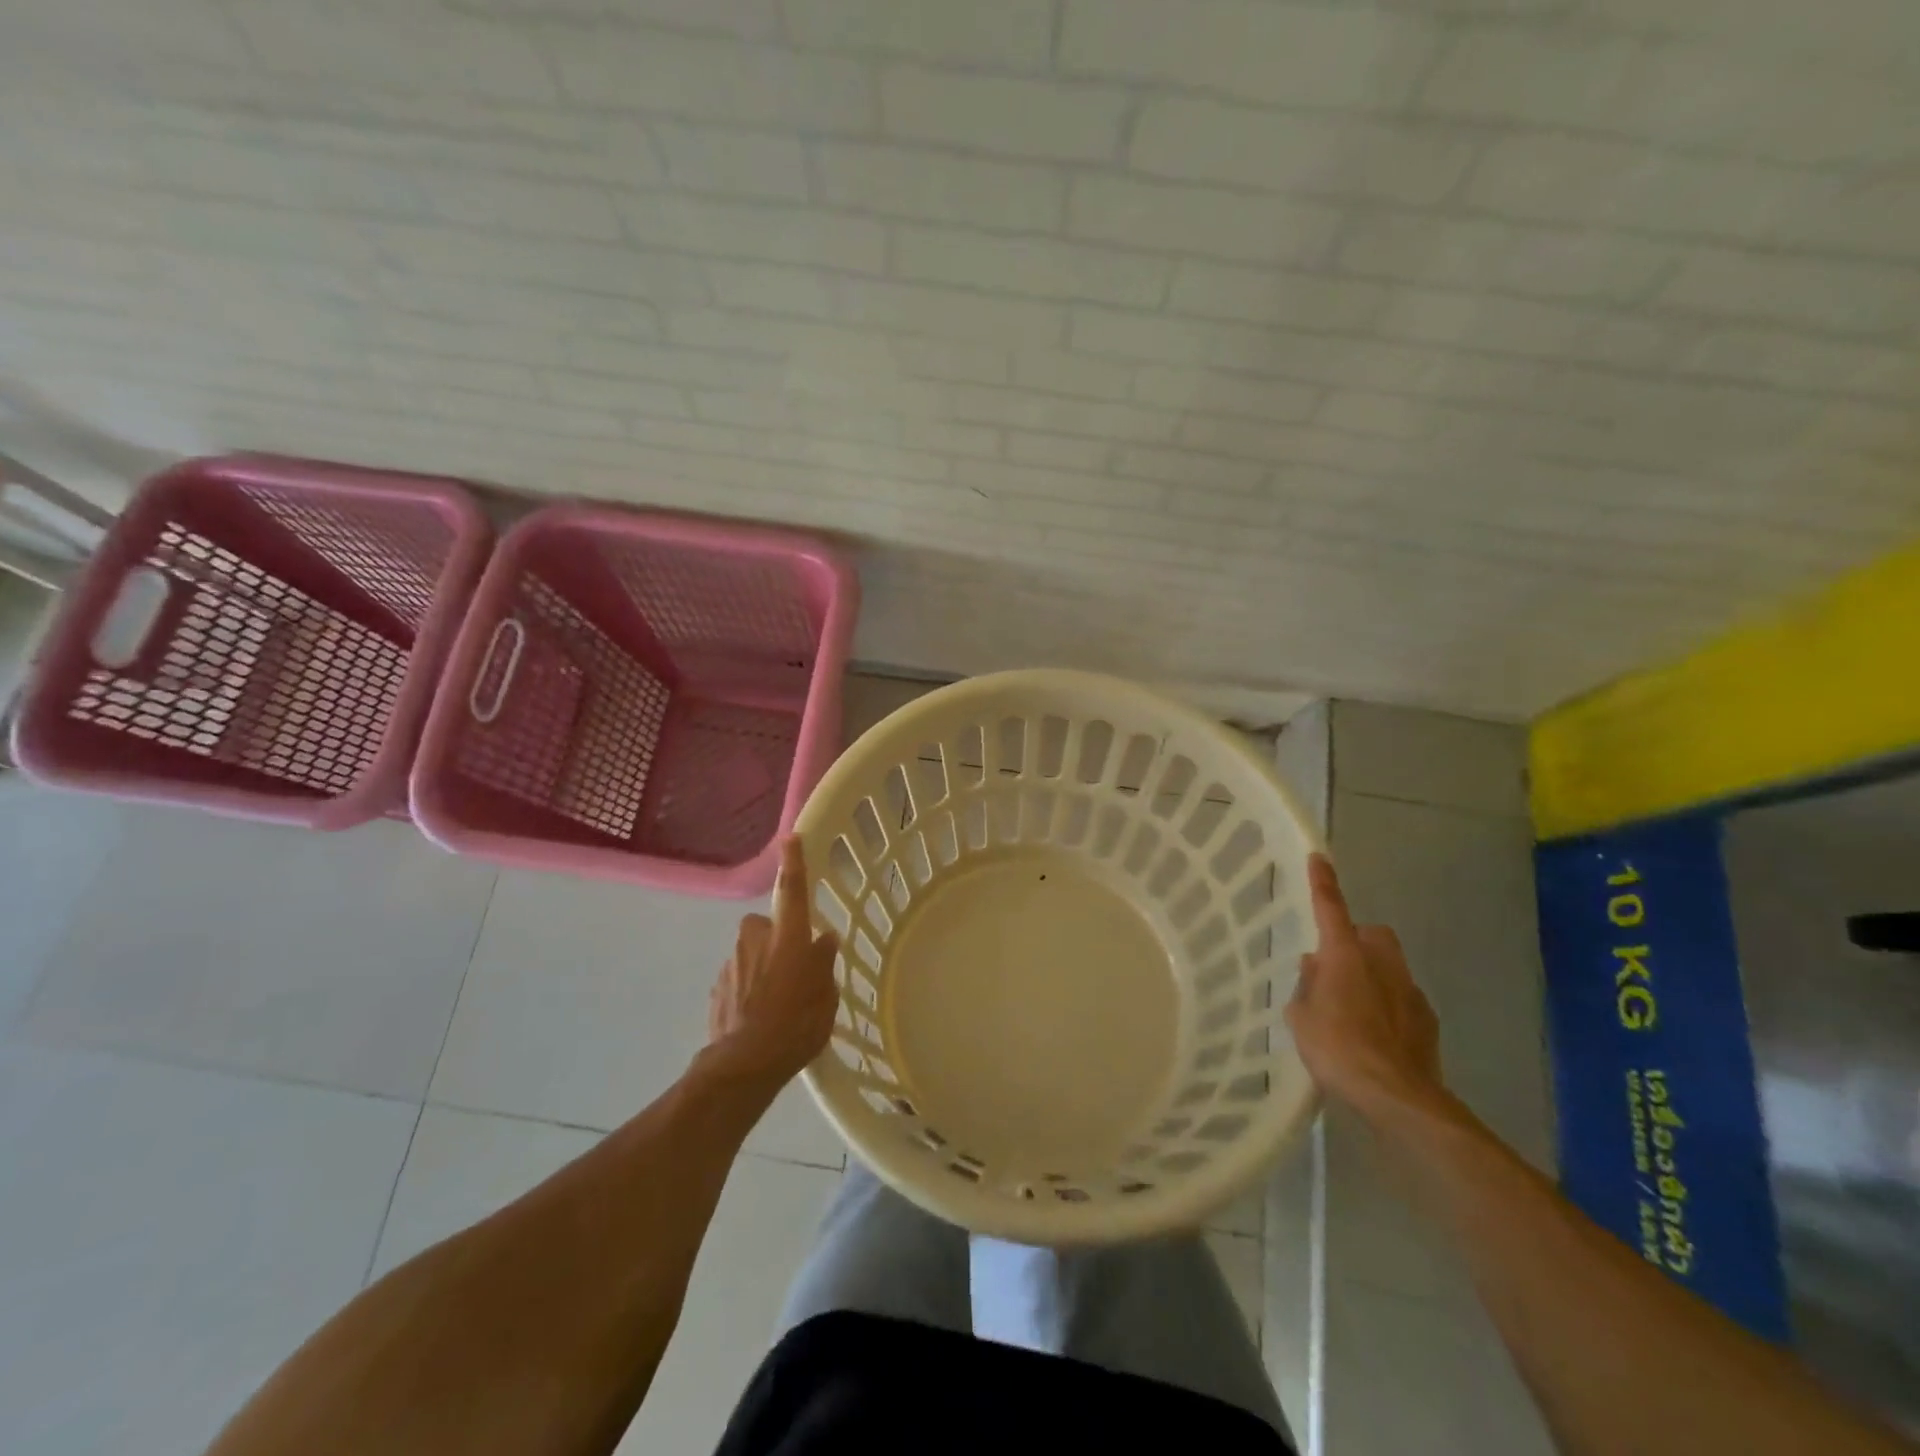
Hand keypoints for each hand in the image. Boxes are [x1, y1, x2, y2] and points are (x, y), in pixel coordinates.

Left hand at [705, 837, 840, 1091]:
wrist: (743, 1065)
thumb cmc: (796, 1026)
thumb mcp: (826, 997)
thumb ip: (824, 963)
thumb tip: (823, 939)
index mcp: (788, 938)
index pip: (793, 890)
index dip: (794, 863)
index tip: (791, 838)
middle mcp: (756, 941)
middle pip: (766, 925)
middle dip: (776, 937)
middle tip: (793, 965)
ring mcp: (732, 964)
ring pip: (750, 953)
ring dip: (761, 966)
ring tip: (776, 1001)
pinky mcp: (716, 988)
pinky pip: (738, 977)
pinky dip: (747, 989)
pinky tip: (757, 1016)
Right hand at [1284, 854, 1446, 1119]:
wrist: (1397, 1097)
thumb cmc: (1337, 1049)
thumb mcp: (1301, 1017)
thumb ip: (1307, 986)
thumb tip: (1316, 968)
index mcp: (1345, 956)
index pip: (1331, 908)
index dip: (1323, 882)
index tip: (1319, 857)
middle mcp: (1381, 963)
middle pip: (1372, 934)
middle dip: (1356, 941)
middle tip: (1333, 966)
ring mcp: (1409, 991)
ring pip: (1389, 966)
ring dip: (1371, 975)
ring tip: (1350, 1008)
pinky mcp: (1427, 1021)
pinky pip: (1402, 999)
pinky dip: (1387, 1006)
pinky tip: (1374, 1034)